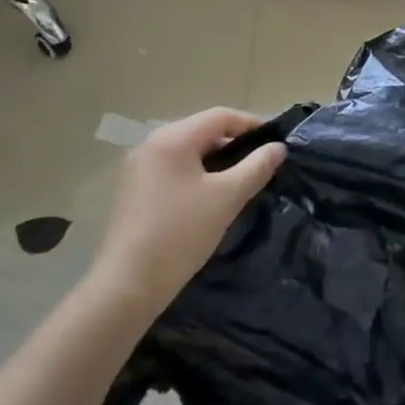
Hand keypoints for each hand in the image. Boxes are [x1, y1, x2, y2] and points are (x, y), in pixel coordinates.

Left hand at [91, 107, 285, 315]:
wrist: (126, 287)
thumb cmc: (180, 234)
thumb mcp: (227, 198)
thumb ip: (256, 167)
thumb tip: (278, 147)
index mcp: (172, 138)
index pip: (220, 116)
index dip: (251, 124)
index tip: (275, 142)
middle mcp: (151, 144)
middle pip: (202, 131)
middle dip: (233, 143)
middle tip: (260, 163)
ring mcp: (137, 168)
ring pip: (187, 152)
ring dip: (214, 161)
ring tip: (239, 180)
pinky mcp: (132, 191)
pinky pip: (172, 169)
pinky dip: (195, 175)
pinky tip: (208, 197)